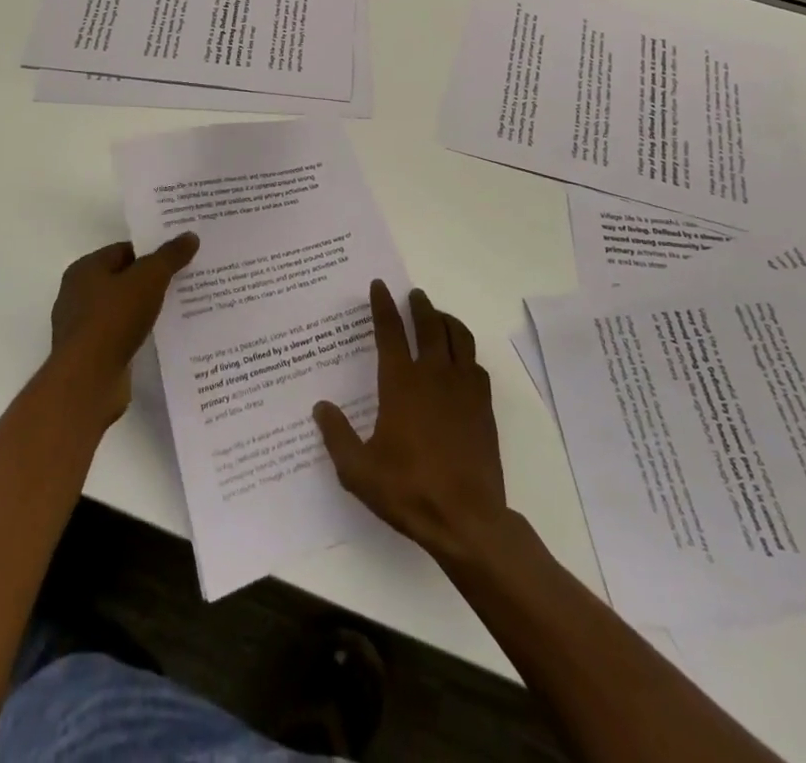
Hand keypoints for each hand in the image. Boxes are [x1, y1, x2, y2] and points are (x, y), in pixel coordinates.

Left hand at [49, 233, 199, 426]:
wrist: (88, 380)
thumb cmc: (114, 319)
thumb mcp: (149, 278)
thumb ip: (170, 256)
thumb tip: (189, 236)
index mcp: (85, 269)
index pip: (124, 250)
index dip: (152, 252)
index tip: (179, 257)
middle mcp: (77, 294)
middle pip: (123, 279)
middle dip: (151, 280)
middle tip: (184, 280)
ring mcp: (81, 326)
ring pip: (122, 308)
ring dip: (145, 308)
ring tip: (179, 308)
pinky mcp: (89, 354)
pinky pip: (119, 334)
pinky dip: (137, 332)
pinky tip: (160, 335)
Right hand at [314, 282, 508, 564]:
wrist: (467, 520)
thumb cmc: (408, 490)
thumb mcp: (358, 470)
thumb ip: (337, 436)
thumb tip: (321, 407)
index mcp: (401, 383)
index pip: (390, 331)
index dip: (383, 305)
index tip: (380, 286)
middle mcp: (433, 376)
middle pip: (429, 325)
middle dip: (420, 305)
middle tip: (414, 294)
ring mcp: (463, 389)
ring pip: (459, 338)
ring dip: (447, 321)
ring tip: (438, 317)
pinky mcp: (483, 407)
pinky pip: (476, 365)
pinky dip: (466, 353)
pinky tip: (461, 361)